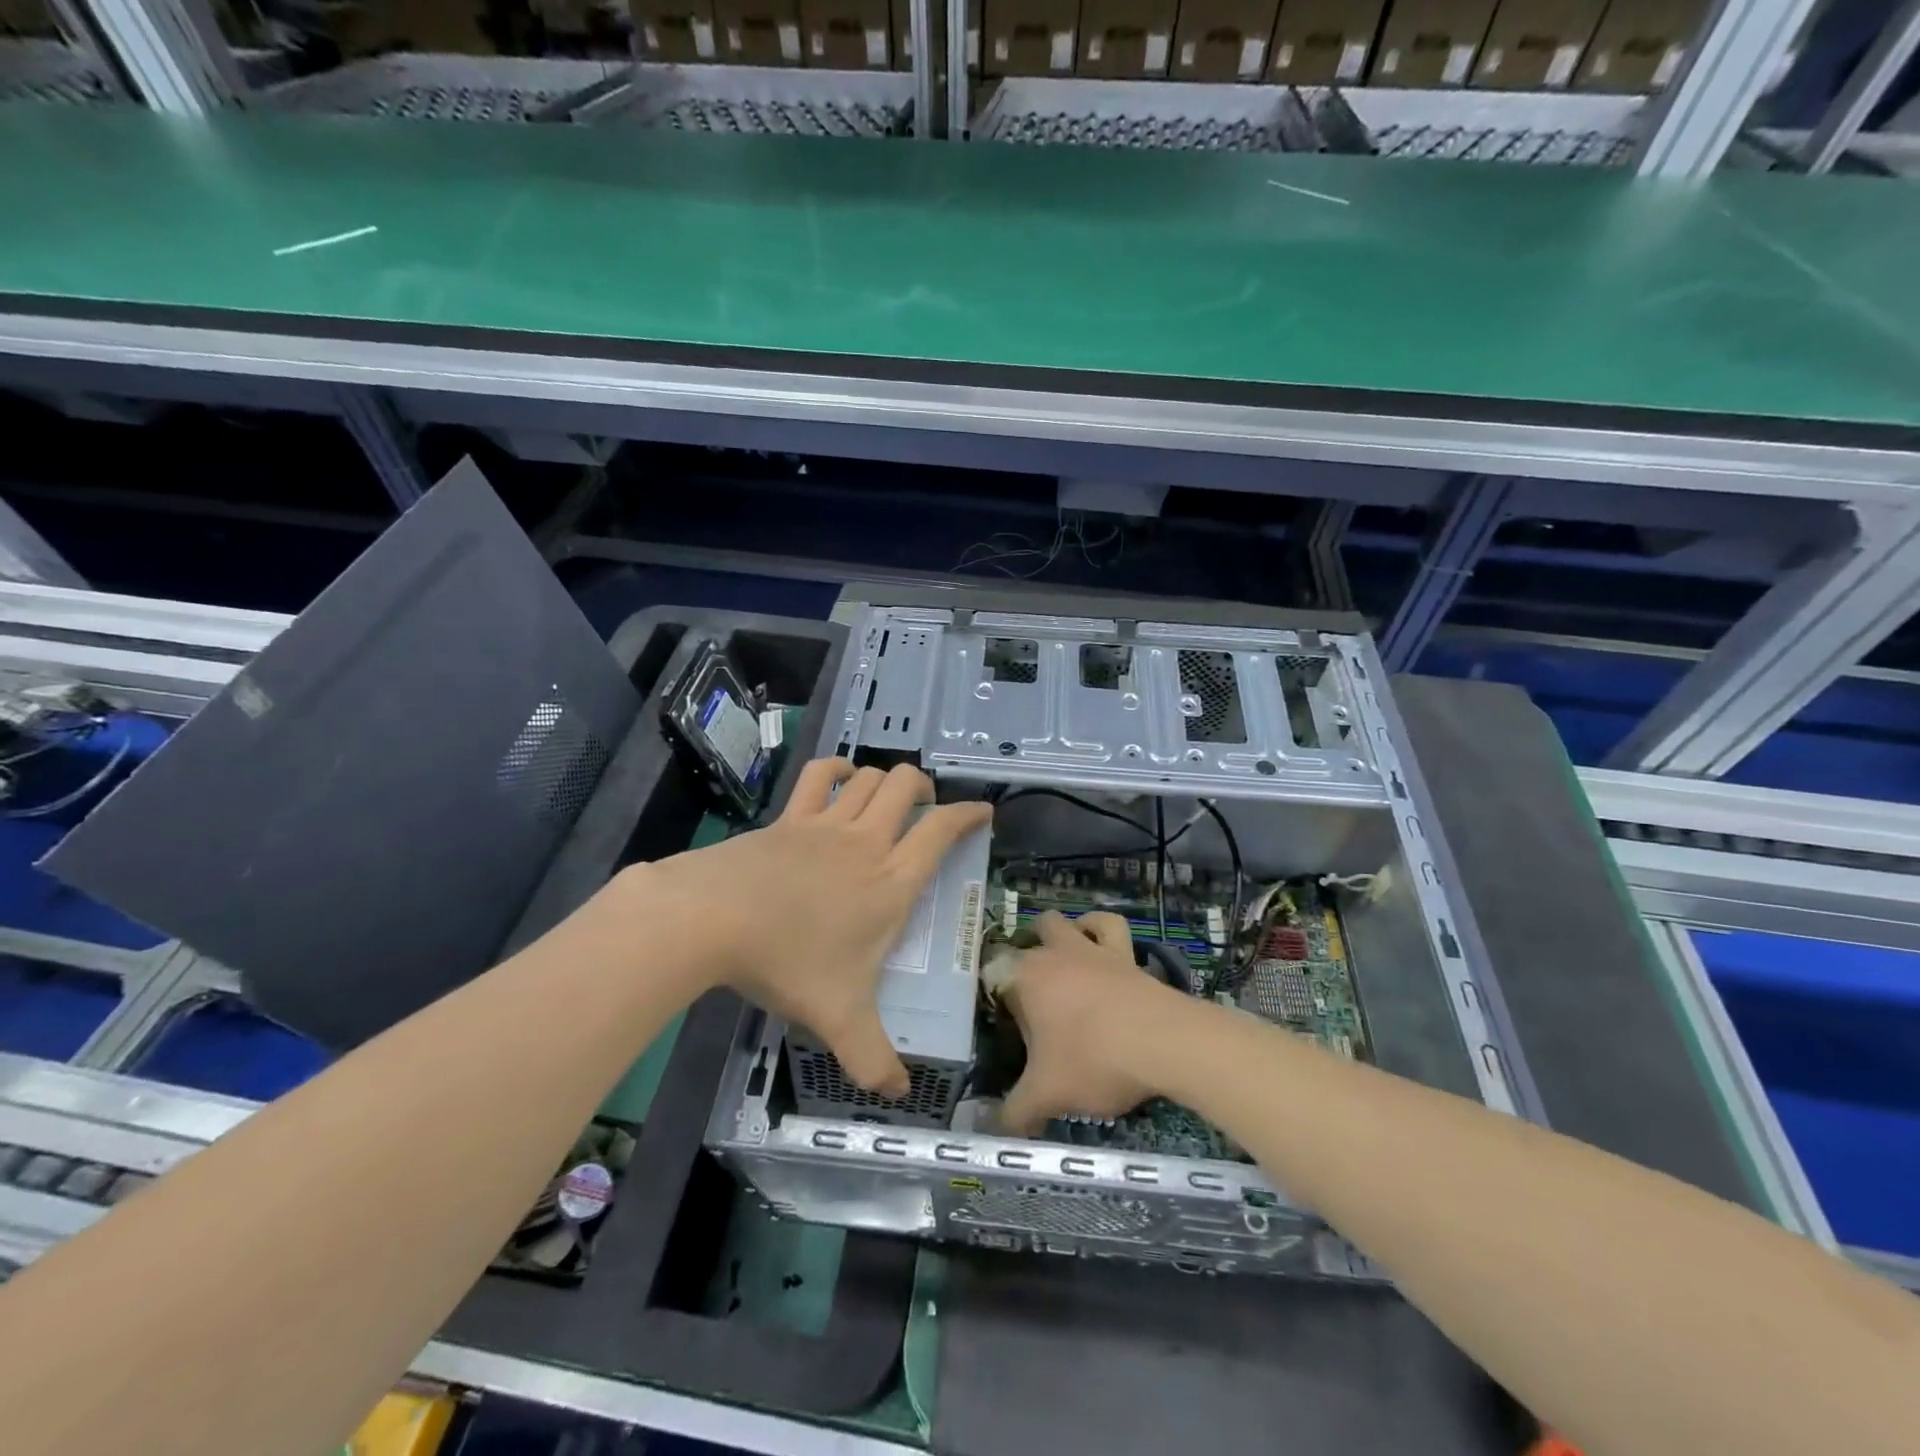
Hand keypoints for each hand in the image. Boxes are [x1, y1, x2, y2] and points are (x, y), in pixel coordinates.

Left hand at [641, 758, 990, 1097]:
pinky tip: (840, 777)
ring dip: (885, 779)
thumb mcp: (838, 1018)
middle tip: (926, 806)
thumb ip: (873, 1057)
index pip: (941, 832)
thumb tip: (899, 1094)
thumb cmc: (788, 962)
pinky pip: (819, 776)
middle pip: (907, 788)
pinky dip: (836, 768)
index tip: (983, 811)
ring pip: (869, 778)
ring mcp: (826, 824)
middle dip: (925, 788)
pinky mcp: (789, 817)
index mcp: (891, 883)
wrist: (714, 918)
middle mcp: (867, 843)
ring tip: (888, 795)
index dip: (968, 814)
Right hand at [996, 910, 1188, 1134]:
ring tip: (1063, 962)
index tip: (1006, 1028)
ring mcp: (1092, 949)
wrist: (1164, 1042)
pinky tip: (1100, 946)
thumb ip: (1015, 1113)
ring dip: (1063, 935)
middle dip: (1027, 957)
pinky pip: (1111, 927)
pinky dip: (1100, 930)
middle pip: (1031, 936)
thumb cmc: (1094, 1060)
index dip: (997, 996)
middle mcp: (1055, 953)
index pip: (996, 972)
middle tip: (1033, 996)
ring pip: (1068, 922)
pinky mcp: (1126, 954)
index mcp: (1026, 977)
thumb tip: (995, 1129)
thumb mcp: (1047, 1095)